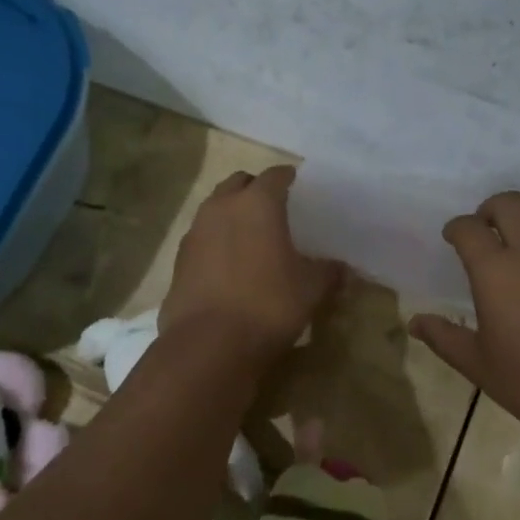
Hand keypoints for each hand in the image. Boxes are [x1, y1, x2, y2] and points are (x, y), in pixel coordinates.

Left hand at [159, 166, 343, 367]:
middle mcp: (221, 207)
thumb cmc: (268, 305)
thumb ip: (327, 272)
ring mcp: (195, 232)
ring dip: (232, 214)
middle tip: (275, 209)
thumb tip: (341, 268)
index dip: (290, 178)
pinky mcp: (178, 260)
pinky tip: (229, 265)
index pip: (276, 175)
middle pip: (239, 183)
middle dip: (255, 189)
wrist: (209, 344)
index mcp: (257, 203)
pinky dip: (216, 242)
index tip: (301, 188)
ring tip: (251, 237)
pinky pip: (202, 237)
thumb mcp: (310, 289)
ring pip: (215, 208)